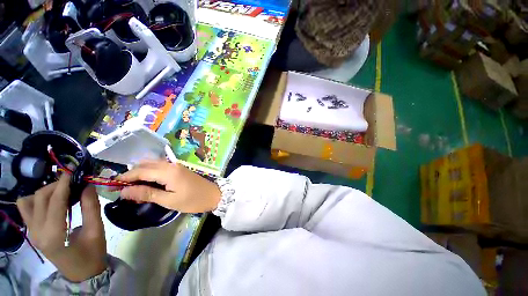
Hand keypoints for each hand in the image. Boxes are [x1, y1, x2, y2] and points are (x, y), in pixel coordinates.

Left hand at [17, 174, 106, 282]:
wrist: (81, 273)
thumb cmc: (92, 253)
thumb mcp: (96, 230)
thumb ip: (91, 207)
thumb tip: (88, 185)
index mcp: (53, 235)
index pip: (55, 202)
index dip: (64, 183)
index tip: (73, 170)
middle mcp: (37, 232)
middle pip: (40, 198)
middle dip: (56, 185)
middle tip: (74, 182)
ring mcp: (31, 233)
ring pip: (28, 202)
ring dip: (45, 192)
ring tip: (62, 192)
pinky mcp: (31, 232)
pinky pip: (26, 209)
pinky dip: (36, 200)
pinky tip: (51, 203)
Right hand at [117, 160, 220, 212]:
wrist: (213, 195)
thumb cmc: (193, 200)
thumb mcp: (169, 200)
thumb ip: (147, 194)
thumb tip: (124, 190)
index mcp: (168, 172)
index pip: (140, 171)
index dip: (124, 177)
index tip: (111, 186)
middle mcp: (171, 165)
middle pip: (145, 165)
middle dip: (131, 174)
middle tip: (120, 188)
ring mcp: (176, 166)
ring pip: (153, 165)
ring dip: (140, 173)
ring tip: (131, 187)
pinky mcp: (179, 169)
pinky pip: (160, 168)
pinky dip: (150, 173)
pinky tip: (146, 183)